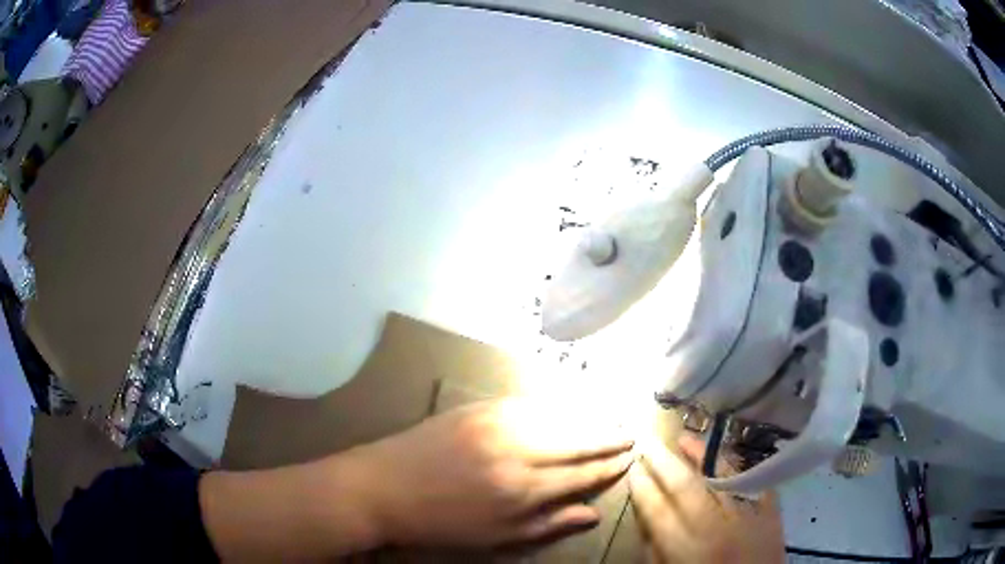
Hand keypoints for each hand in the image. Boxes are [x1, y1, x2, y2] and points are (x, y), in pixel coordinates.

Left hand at [344, 397, 634, 547]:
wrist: (383, 487)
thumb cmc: (442, 522)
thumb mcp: (496, 537)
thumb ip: (548, 524)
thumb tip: (592, 513)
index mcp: (524, 489)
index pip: (582, 473)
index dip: (609, 466)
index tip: (629, 457)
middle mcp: (518, 451)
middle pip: (577, 441)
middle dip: (607, 437)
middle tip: (630, 432)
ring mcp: (496, 424)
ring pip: (556, 417)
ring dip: (586, 418)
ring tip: (608, 417)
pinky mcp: (477, 408)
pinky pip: (526, 403)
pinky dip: (552, 406)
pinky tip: (565, 407)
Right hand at [628, 435, 784, 562]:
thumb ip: (655, 553)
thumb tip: (646, 522)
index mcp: (687, 550)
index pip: (658, 511)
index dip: (643, 488)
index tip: (633, 468)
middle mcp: (717, 528)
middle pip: (687, 487)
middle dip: (664, 462)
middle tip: (649, 442)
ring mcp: (748, 516)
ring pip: (722, 476)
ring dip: (702, 455)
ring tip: (685, 438)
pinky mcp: (771, 511)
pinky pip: (753, 480)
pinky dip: (738, 466)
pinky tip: (725, 456)